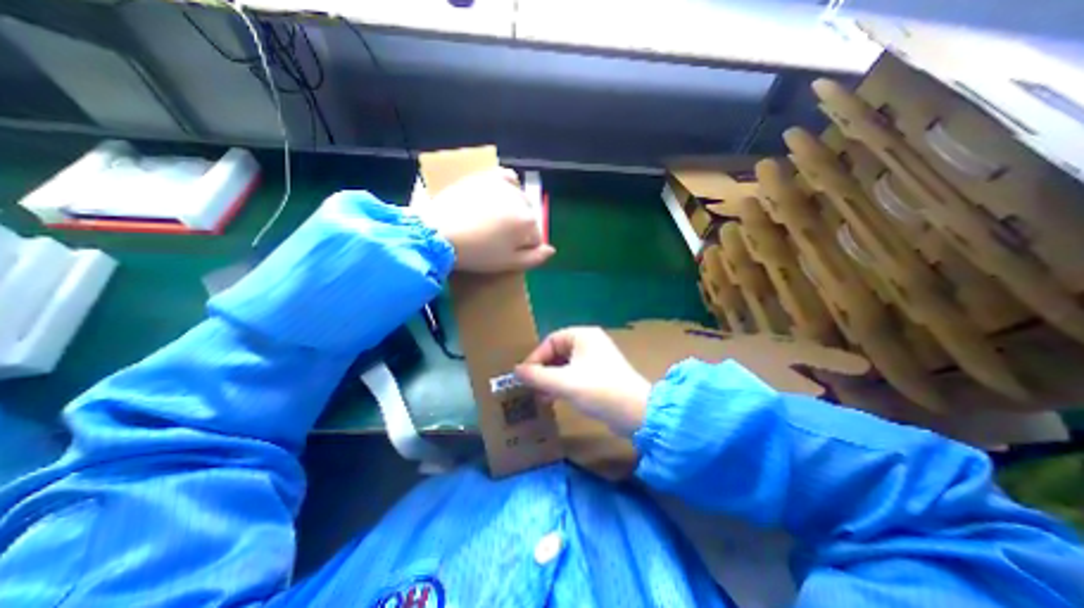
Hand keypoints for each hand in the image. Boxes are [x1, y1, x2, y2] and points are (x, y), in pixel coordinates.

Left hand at [411, 167, 553, 270]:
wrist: (439, 233)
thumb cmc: (477, 253)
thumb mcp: (508, 263)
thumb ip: (535, 258)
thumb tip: (552, 250)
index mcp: (528, 222)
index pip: (536, 237)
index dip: (524, 247)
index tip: (507, 252)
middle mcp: (521, 200)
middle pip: (528, 217)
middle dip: (519, 228)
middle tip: (498, 238)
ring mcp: (503, 186)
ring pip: (519, 200)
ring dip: (514, 210)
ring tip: (495, 220)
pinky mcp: (486, 177)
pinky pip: (507, 177)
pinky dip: (508, 186)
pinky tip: (501, 196)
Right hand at [513, 327, 645, 437]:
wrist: (636, 412)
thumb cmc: (598, 390)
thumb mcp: (563, 382)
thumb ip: (537, 376)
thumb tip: (516, 370)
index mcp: (583, 335)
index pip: (551, 340)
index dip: (536, 357)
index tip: (525, 376)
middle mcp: (590, 343)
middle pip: (558, 352)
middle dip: (543, 369)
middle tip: (531, 387)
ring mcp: (597, 359)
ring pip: (566, 364)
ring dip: (551, 378)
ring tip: (540, 395)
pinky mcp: (600, 374)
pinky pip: (575, 374)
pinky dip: (563, 384)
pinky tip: (554, 398)